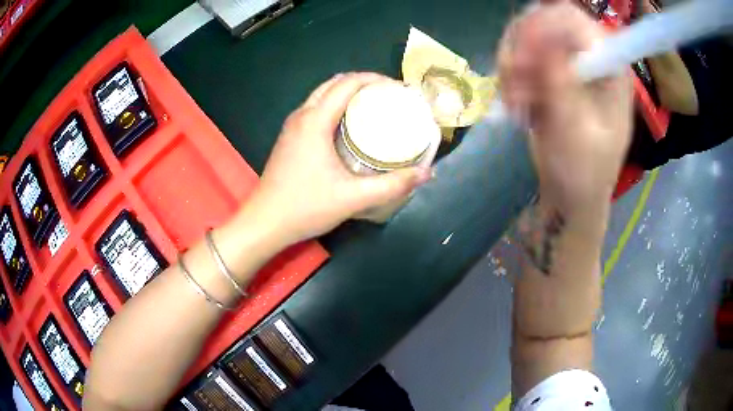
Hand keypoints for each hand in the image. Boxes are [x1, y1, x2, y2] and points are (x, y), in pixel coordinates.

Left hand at [248, 72, 431, 245]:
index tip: (399, 88)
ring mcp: (292, 126)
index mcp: (315, 120)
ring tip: (374, 105)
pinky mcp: (290, 138)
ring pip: (323, 95)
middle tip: (389, 95)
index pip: (347, 83)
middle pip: (334, 83)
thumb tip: (426, 173)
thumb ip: (392, 185)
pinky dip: (336, 106)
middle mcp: (301, 115)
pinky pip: (316, 109)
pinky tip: (350, 124)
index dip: (375, 79)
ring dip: (348, 93)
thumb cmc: (305, 207)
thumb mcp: (353, 198)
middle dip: (364, 82)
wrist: (265, 223)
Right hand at [498, 2, 632, 217]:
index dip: (543, 28)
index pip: (573, 20)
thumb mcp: (575, 132)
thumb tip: (543, 36)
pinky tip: (516, 104)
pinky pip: (518, 55)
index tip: (522, 62)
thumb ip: (562, 83)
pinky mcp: (549, 73)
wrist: (572, 195)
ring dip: (511, 65)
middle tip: (513, 84)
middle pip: (543, 20)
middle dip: (522, 48)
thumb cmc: (584, 173)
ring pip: (525, 35)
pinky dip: (509, 77)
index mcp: (609, 67)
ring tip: (515, 104)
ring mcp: (567, 63)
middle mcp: (588, 56)